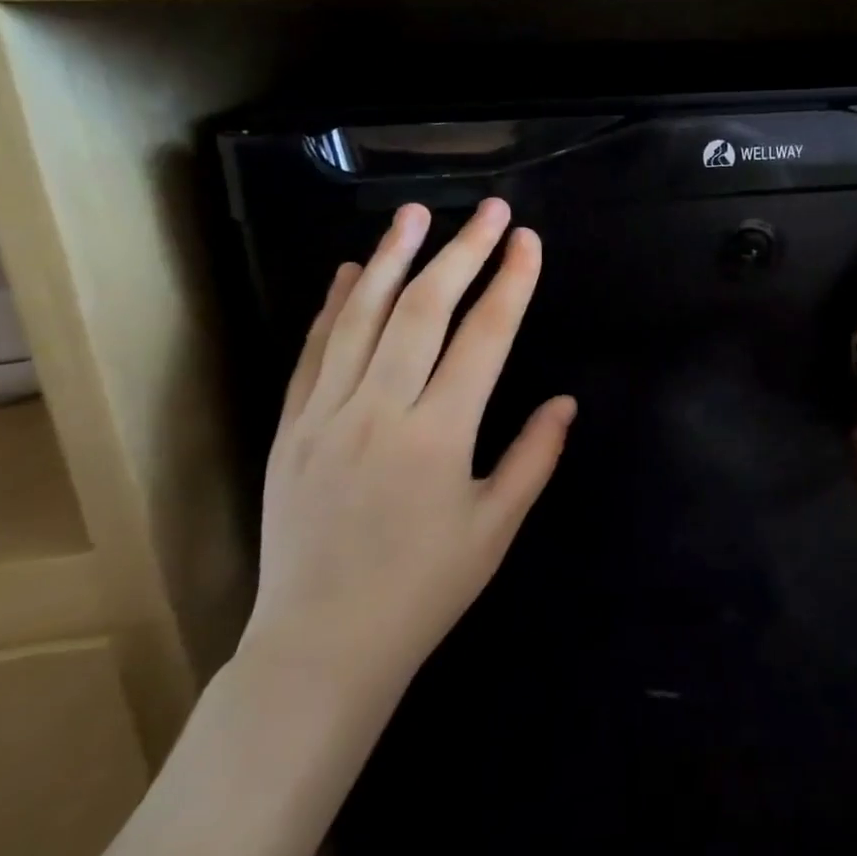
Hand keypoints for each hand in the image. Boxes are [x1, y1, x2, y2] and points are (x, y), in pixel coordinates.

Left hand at [241, 198, 573, 710]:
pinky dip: (334, 305)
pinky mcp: (291, 427)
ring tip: (415, 213)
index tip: (528, 241)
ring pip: (361, 317)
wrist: (320, 646)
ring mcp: (326, 415)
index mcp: (439, 436)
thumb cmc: (424, 590)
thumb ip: (534, 457)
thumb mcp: (495, 528)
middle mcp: (380, 411)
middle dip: (462, 251)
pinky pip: (314, 352)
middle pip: (424, 309)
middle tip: (490, 209)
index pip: (484, 337)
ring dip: (391, 258)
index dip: (511, 282)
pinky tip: (348, 271)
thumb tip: (565, 401)